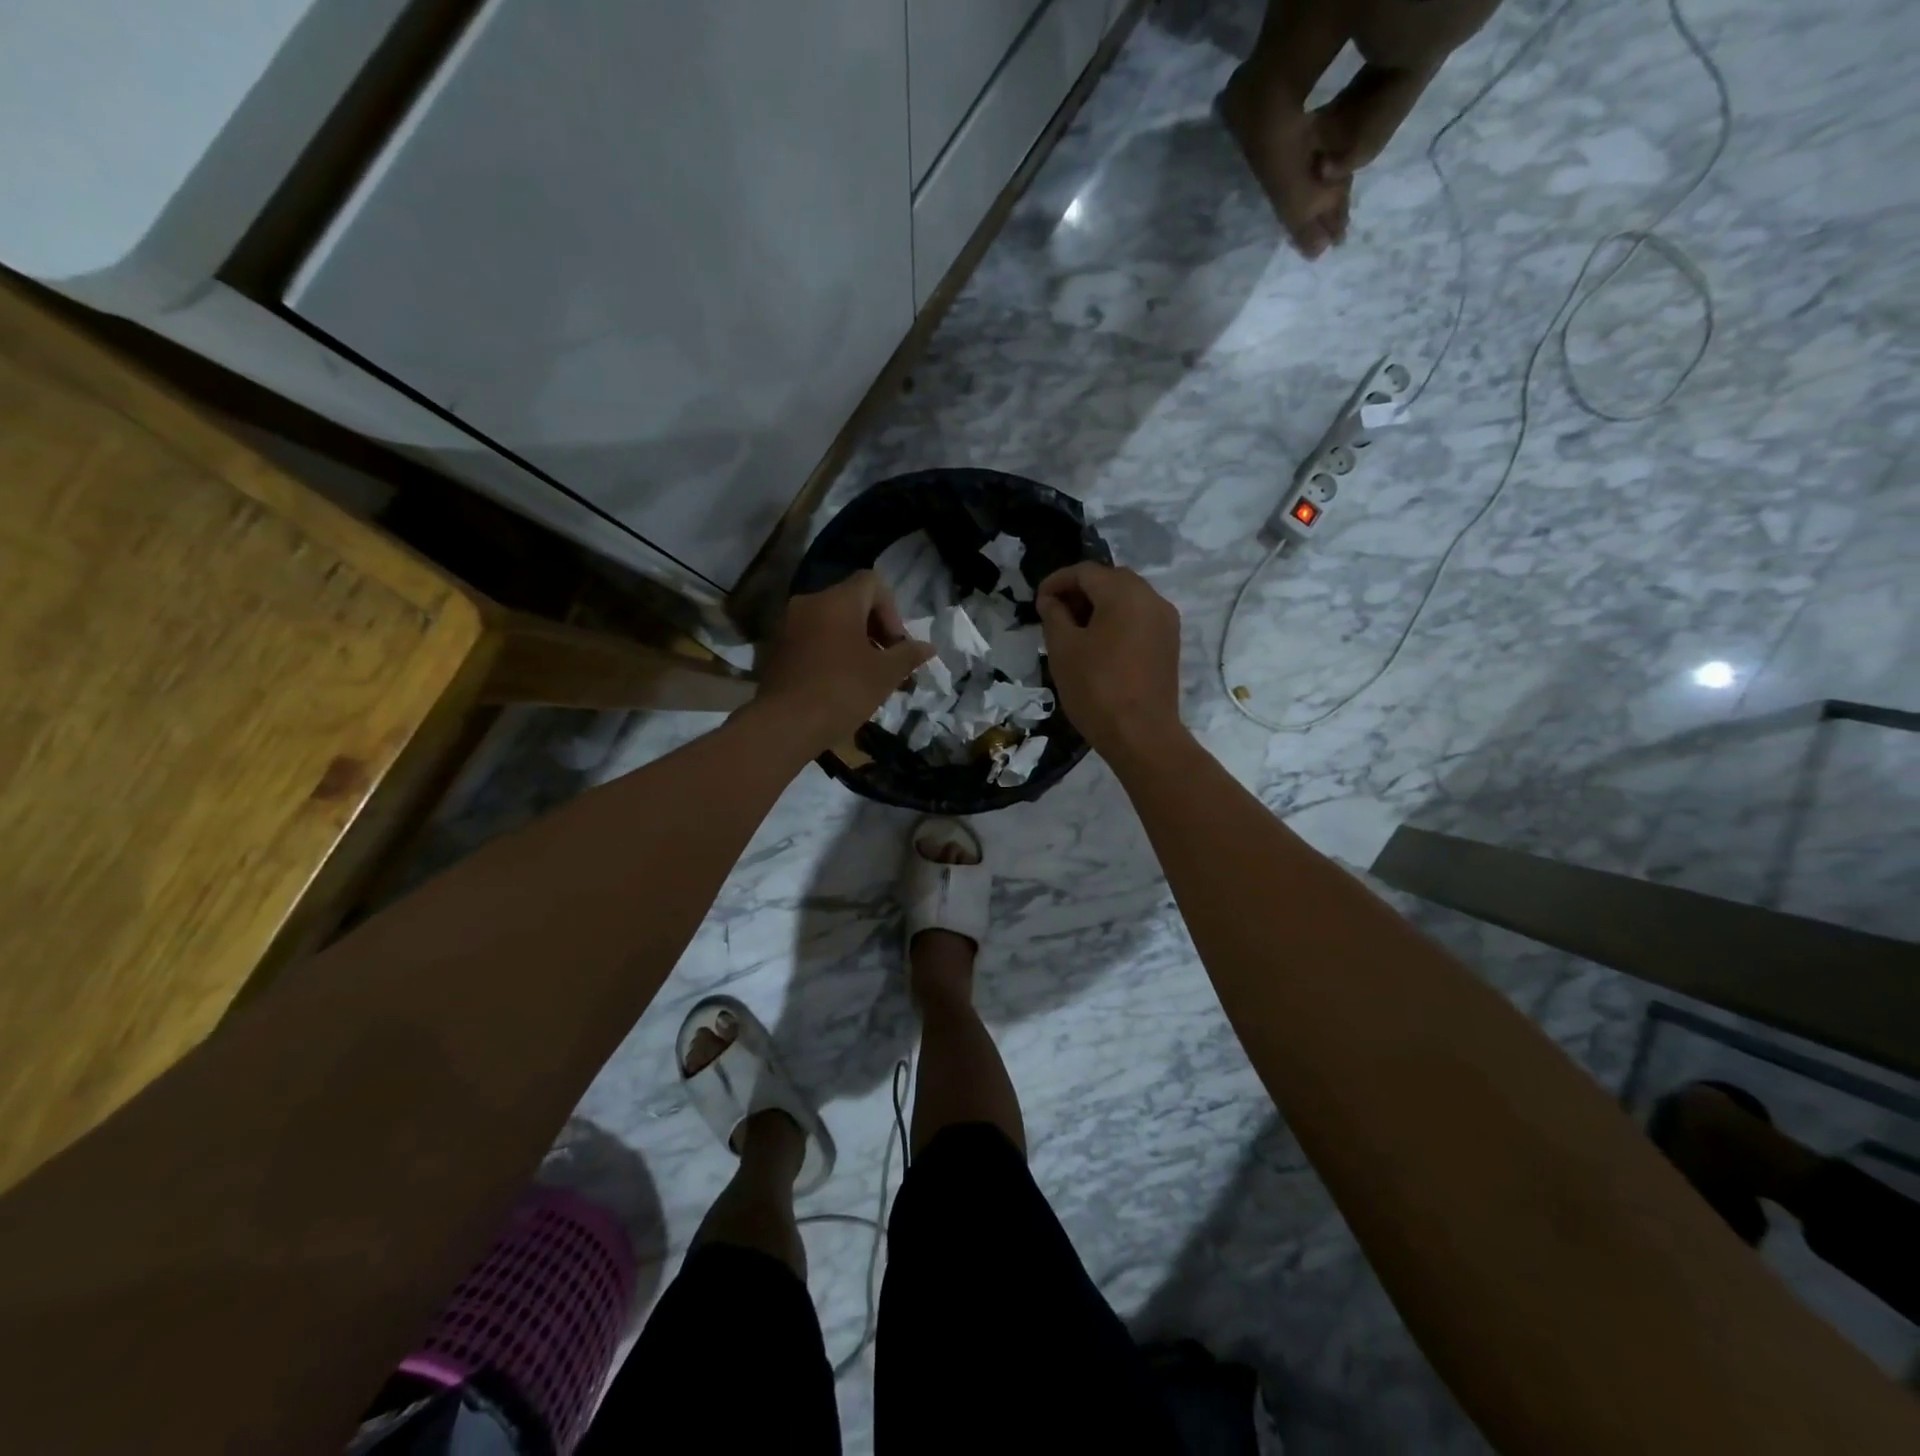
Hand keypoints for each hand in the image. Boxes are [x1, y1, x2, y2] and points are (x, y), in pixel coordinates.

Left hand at [754, 571, 933, 751]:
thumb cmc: (842, 691)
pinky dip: (830, 652)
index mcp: (837, 600)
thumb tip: (928, 647)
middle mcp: (809, 603)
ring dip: (853, 642)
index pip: (872, 582)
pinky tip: (839, 684)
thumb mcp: (885, 674)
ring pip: (831, 622)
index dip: (892, 610)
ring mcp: (788, 625)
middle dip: (875, 629)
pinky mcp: (776, 648)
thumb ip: (908, 655)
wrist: (786, 724)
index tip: (895, 645)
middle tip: (887, 663)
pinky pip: (812, 639)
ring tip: (866, 677)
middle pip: (851, 602)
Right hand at [1034, 563, 1184, 760]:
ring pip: (1127, 598)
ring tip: (1074, 630)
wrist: (1142, 735)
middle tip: (1055, 614)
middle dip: (1080, 591)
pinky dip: (1117, 620)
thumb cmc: (1096, 689)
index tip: (1038, 602)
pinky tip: (1099, 643)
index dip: (1057, 582)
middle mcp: (1151, 598)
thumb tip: (1051, 600)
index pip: (1085, 572)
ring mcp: (1166, 621)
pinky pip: (1140, 617)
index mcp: (1125, 593)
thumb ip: (1054, 615)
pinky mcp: (1169, 643)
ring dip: (1099, 605)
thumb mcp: (1063, 650)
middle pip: (1110, 579)